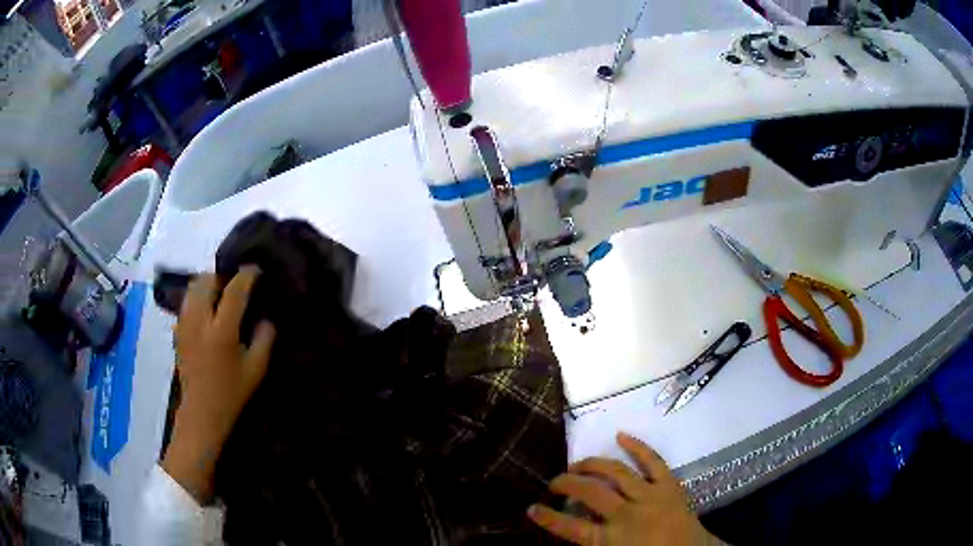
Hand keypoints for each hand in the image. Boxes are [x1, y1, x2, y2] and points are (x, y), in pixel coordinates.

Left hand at [162, 266, 275, 502]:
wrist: (201, 413)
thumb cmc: (231, 394)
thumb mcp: (256, 370)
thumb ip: (264, 340)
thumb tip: (265, 318)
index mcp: (222, 331)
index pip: (234, 291)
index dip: (246, 276)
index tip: (256, 269)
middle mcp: (200, 321)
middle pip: (207, 281)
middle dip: (222, 277)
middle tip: (234, 284)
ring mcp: (185, 325)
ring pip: (192, 289)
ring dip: (207, 284)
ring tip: (219, 294)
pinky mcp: (177, 331)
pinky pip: (186, 303)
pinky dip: (197, 298)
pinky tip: (206, 312)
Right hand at [528, 433, 718, 545]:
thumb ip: (595, 542)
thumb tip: (576, 527)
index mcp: (611, 540)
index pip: (570, 527)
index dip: (548, 517)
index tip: (531, 508)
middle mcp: (627, 514)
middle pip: (590, 492)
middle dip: (567, 484)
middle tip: (554, 481)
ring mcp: (650, 496)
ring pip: (615, 472)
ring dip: (593, 464)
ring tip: (578, 464)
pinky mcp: (669, 485)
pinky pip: (652, 461)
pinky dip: (637, 446)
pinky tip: (621, 436)